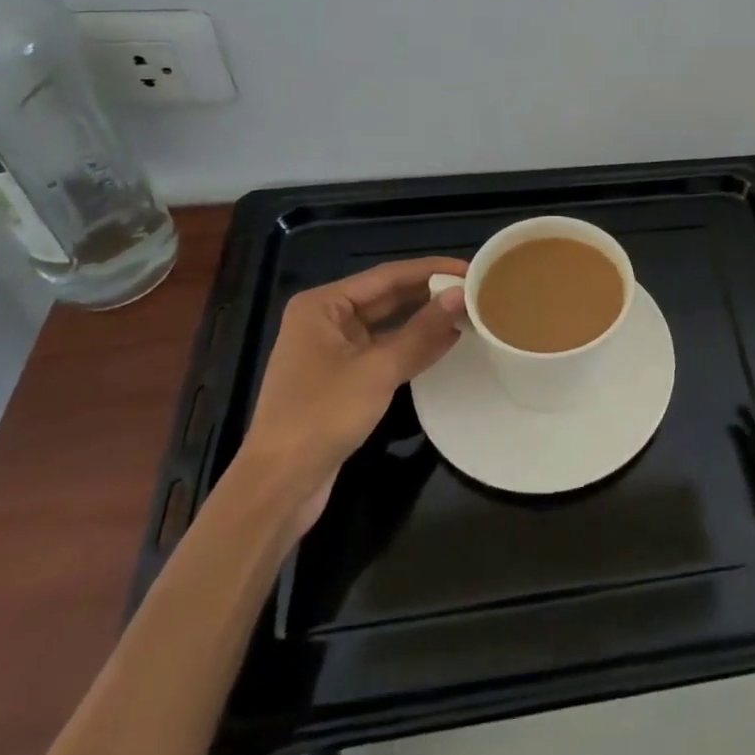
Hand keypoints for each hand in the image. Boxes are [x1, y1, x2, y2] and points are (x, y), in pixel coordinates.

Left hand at [230, 257, 466, 531]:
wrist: (278, 487)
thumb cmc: (322, 416)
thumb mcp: (378, 370)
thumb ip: (422, 331)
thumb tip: (461, 295)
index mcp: (323, 305)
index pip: (388, 276)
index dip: (431, 270)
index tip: (471, 268)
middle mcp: (326, 320)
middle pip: (387, 297)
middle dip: (430, 294)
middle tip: (476, 290)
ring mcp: (333, 351)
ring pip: (388, 325)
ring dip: (424, 321)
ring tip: (469, 312)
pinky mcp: (342, 379)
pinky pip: (384, 351)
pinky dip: (412, 347)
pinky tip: (446, 343)